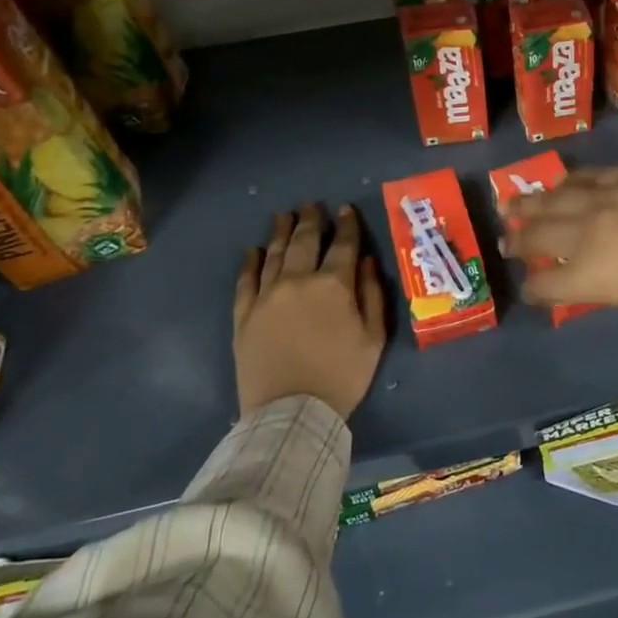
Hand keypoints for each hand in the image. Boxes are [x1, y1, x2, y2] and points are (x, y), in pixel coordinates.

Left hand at [233, 203, 385, 420]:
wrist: (291, 412)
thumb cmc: (342, 376)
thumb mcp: (373, 338)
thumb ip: (373, 295)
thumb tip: (367, 262)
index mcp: (333, 285)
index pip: (343, 245)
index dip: (346, 225)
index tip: (346, 209)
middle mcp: (298, 281)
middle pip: (304, 241)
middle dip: (310, 220)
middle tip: (312, 205)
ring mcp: (266, 296)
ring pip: (274, 254)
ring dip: (281, 232)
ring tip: (284, 216)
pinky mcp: (244, 315)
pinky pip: (246, 280)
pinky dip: (251, 262)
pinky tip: (253, 250)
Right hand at [504, 167, 617, 317]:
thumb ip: (615, 284)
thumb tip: (602, 274)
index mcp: (594, 276)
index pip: (547, 284)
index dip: (535, 288)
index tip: (530, 288)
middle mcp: (591, 234)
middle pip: (541, 235)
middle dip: (518, 239)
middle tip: (505, 239)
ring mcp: (611, 197)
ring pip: (558, 196)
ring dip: (532, 201)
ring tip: (513, 202)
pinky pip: (592, 174)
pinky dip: (572, 180)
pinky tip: (562, 181)